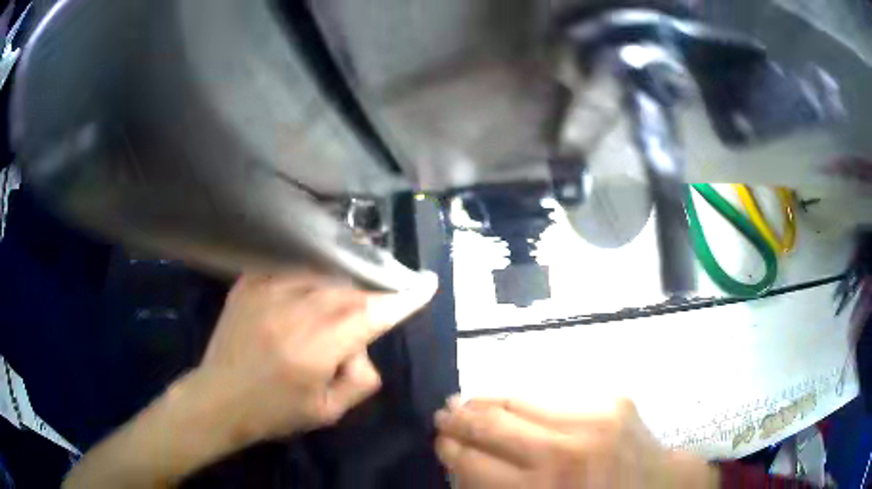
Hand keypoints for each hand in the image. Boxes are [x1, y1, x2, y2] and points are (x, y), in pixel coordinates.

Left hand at [191, 270, 437, 447]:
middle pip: (349, 291)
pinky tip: (304, 298)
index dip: (402, 299)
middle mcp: (293, 312)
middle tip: (364, 320)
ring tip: (329, 316)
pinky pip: (291, 271)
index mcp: (314, 350)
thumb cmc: (273, 411)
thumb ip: (360, 380)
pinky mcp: (249, 284)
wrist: (218, 398)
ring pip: (322, 277)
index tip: (426, 283)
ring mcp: (266, 292)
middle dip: (368, 300)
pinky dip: (308, 281)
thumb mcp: (328, 412)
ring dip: (338, 291)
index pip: (370, 315)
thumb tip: (364, 347)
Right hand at [434, 398, 717, 488]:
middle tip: (443, 415)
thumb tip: (463, 461)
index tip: (440, 441)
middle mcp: (564, 453)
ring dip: (486, 401)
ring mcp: (592, 420)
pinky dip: (522, 396)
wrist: (659, 487)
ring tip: (466, 401)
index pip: (475, 463)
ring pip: (520, 400)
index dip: (451, 450)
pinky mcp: (612, 400)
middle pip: (492, 427)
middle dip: (459, 420)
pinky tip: (508, 398)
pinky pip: (553, 393)